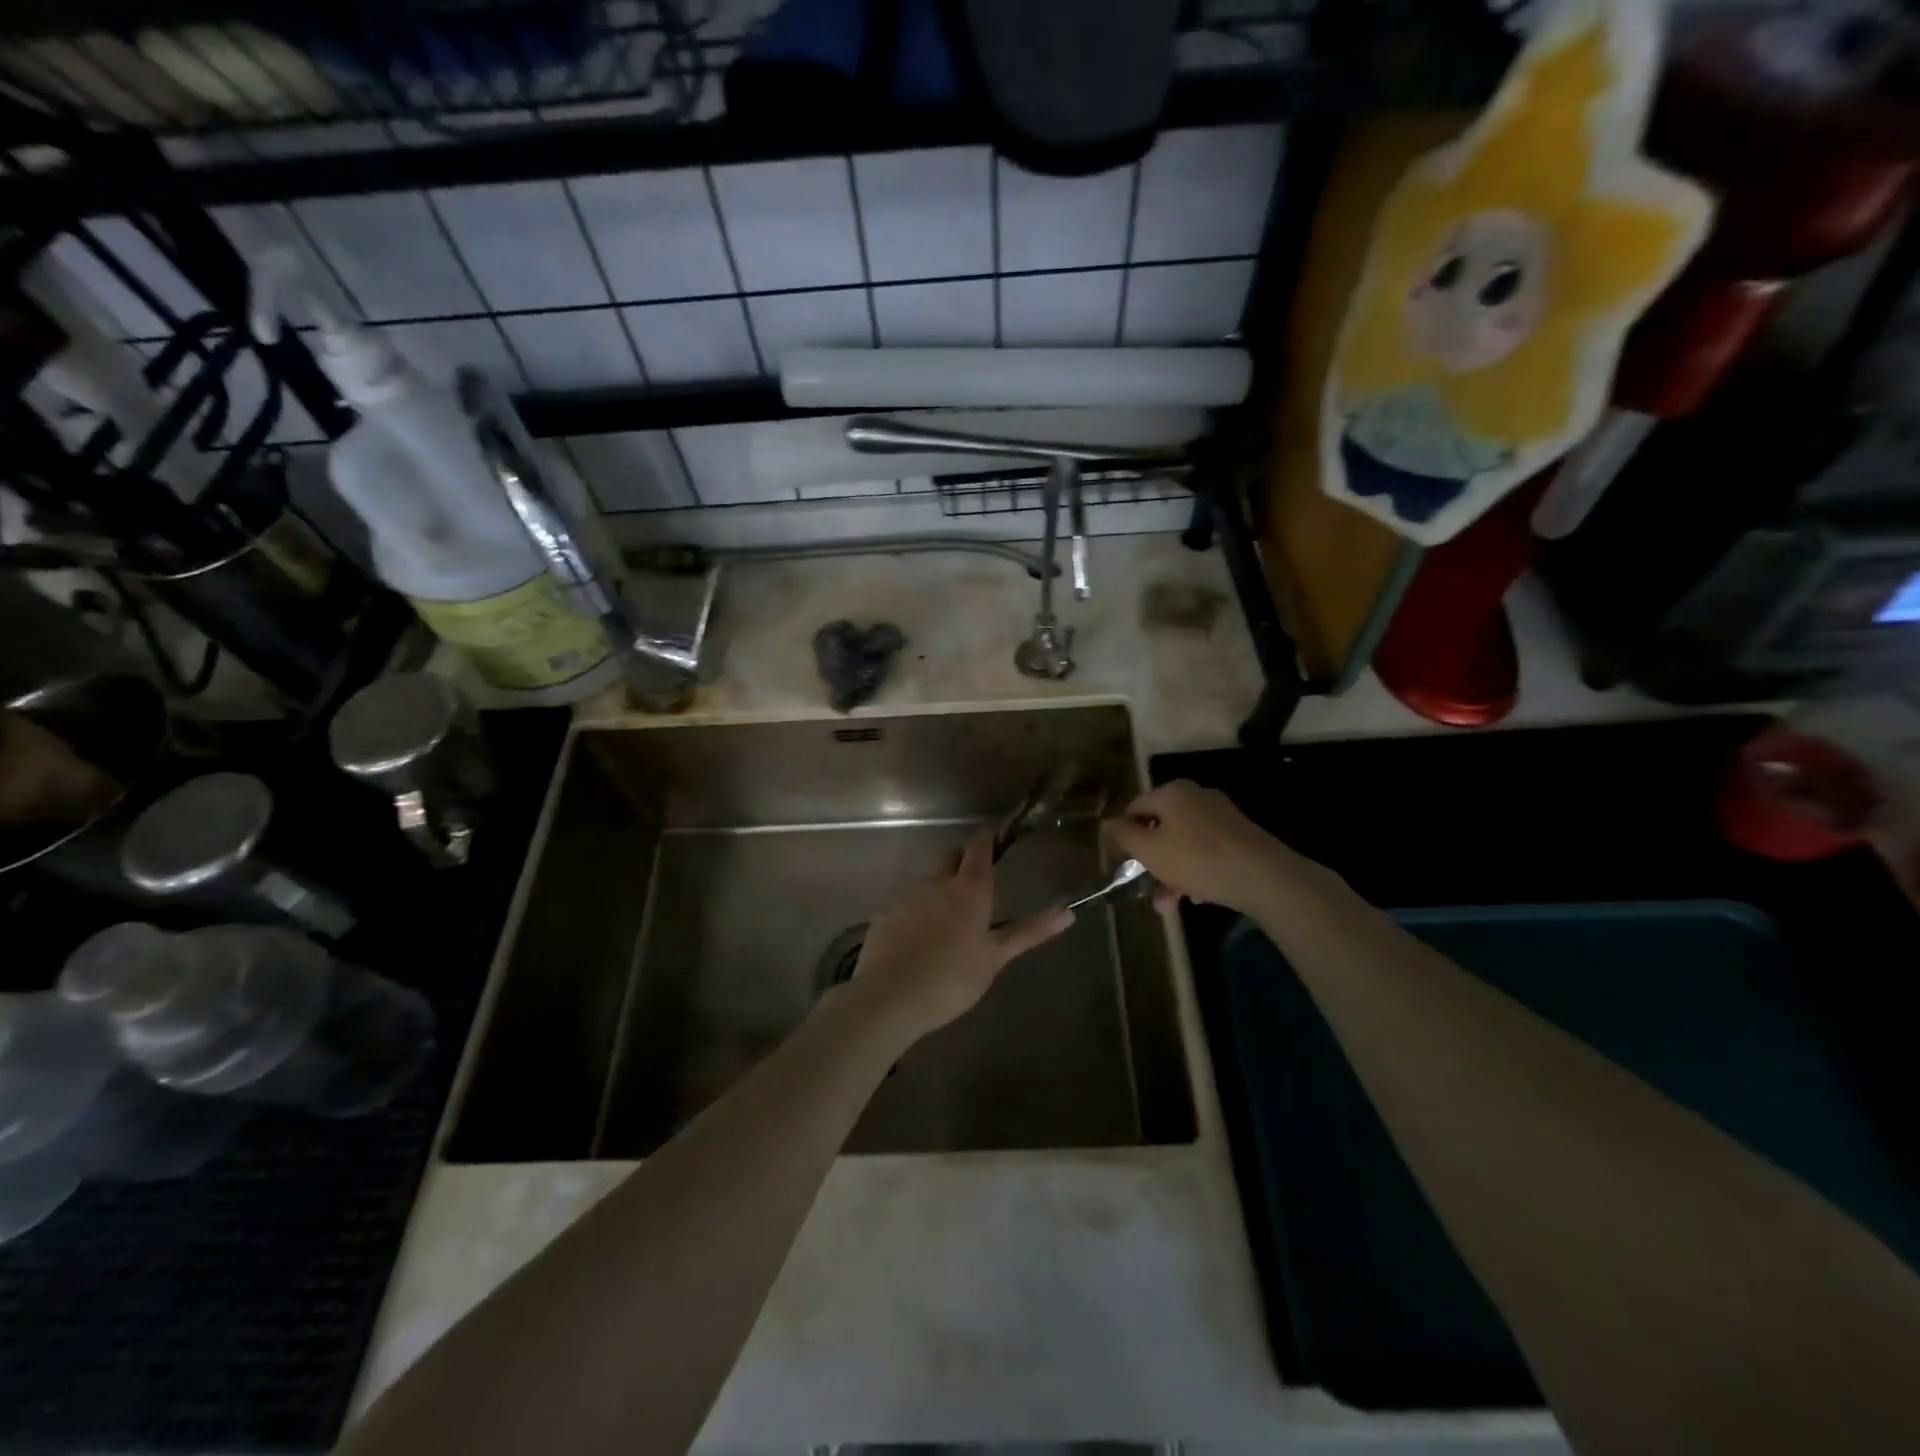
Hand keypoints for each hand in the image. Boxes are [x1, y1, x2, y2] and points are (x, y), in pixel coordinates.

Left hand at [845, 832, 1073, 1044]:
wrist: (889, 997)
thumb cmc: (952, 978)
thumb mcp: (996, 957)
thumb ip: (1029, 932)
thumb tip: (1068, 913)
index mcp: (968, 888)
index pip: (979, 848)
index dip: (987, 840)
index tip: (995, 840)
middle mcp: (936, 882)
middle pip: (950, 858)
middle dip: (963, 862)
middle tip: (976, 886)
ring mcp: (906, 896)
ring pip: (928, 880)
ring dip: (940, 888)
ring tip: (949, 920)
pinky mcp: (884, 915)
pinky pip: (906, 903)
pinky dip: (917, 911)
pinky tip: (919, 938)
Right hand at [1102, 780, 1299, 916]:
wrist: (1265, 877)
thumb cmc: (1197, 859)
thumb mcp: (1149, 850)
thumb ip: (1122, 835)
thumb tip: (1106, 824)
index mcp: (1171, 792)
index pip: (1133, 810)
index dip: (1121, 839)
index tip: (1117, 868)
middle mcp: (1195, 797)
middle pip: (1159, 829)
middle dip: (1148, 862)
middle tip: (1143, 891)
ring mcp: (1221, 816)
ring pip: (1182, 844)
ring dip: (1169, 873)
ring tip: (1167, 905)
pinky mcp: (1240, 837)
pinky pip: (1205, 852)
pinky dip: (1195, 873)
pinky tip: (1195, 897)